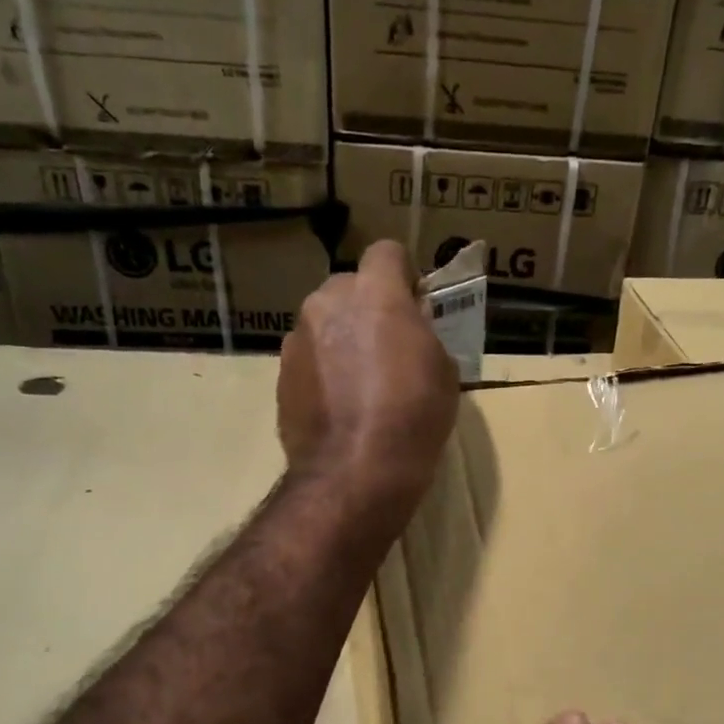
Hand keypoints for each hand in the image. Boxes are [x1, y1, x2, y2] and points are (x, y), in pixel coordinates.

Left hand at [279, 240, 459, 522]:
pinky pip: (308, 358)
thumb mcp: (443, 370)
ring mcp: (297, 339)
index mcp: (375, 293)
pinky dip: (323, 371)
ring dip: (342, 339)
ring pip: (324, 323)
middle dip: (368, 307)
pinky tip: (340, 406)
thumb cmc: (413, 416)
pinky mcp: (281, 374)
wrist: (355, 471)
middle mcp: (327, 303)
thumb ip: (424, 335)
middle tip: (389, 346)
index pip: (388, 252)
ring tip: (361, 383)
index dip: (404, 275)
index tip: (416, 304)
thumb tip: (411, 330)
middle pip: (350, 287)